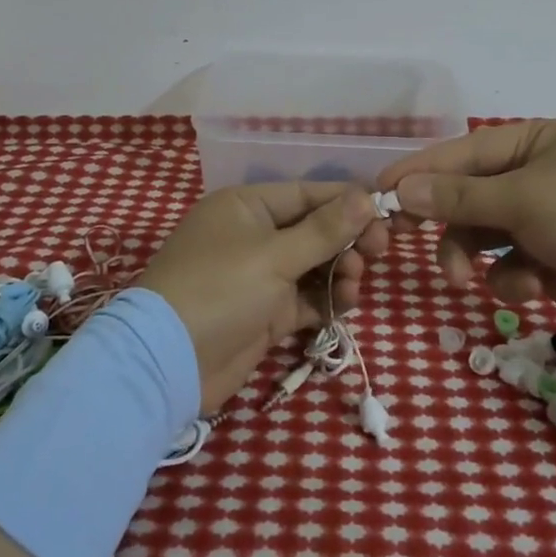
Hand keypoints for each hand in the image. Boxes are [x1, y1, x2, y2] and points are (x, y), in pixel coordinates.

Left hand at [139, 183, 386, 412]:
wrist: (170, 363)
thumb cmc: (221, 290)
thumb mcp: (275, 256)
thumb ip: (325, 229)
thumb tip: (367, 196)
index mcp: (247, 206)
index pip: (307, 193)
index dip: (347, 202)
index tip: (385, 213)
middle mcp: (253, 234)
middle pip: (314, 228)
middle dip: (347, 240)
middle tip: (378, 252)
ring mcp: (259, 275)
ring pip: (314, 265)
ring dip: (339, 271)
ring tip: (353, 285)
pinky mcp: (265, 312)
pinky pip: (306, 297)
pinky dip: (326, 300)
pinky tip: (343, 306)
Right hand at [379, 119, 555, 334]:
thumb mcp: (522, 200)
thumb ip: (458, 196)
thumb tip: (401, 189)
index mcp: (530, 143)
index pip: (460, 152)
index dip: (418, 171)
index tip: (377, 191)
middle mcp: (533, 174)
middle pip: (466, 194)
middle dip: (443, 221)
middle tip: (403, 239)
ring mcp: (542, 218)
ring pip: (480, 233)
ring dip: (468, 254)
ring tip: (463, 279)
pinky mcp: (550, 258)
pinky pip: (507, 262)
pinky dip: (511, 275)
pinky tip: (531, 285)